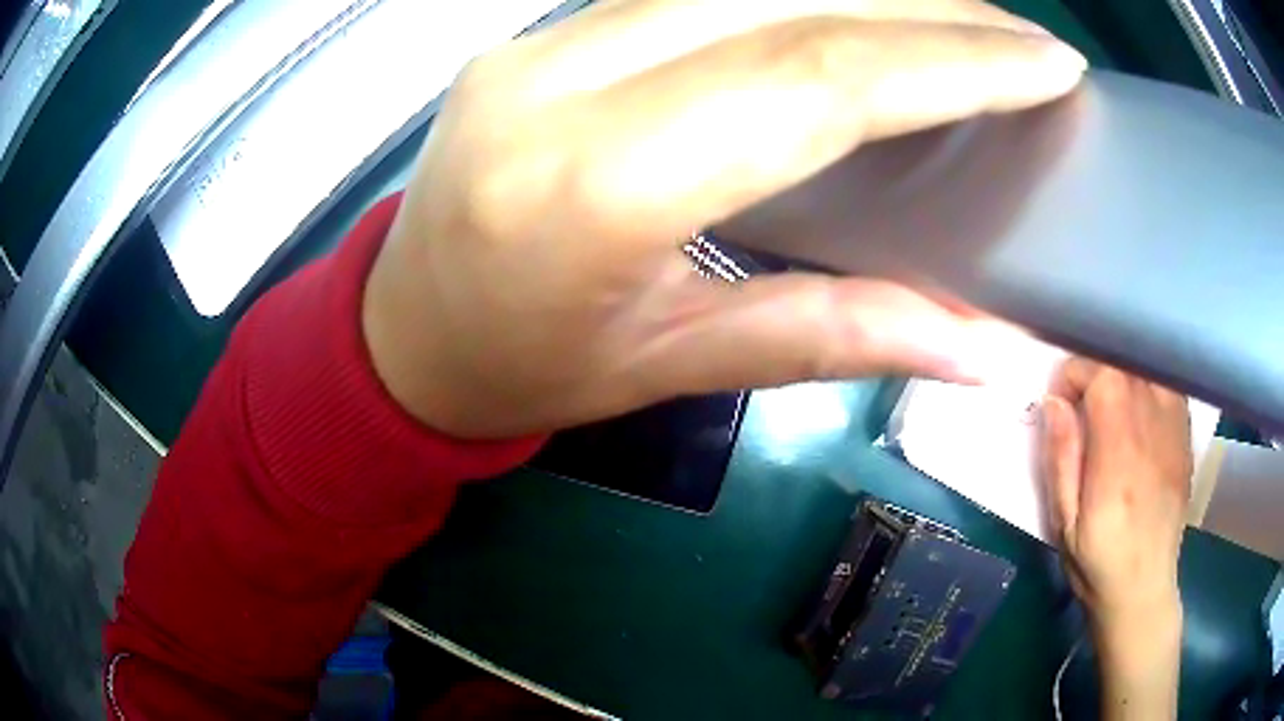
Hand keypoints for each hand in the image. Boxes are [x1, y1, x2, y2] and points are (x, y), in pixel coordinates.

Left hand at [364, 0, 1087, 438]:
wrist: (399, 334)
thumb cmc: (521, 374)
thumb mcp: (675, 370)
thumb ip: (837, 338)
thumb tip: (987, 349)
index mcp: (593, 187)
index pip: (820, 79)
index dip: (955, 59)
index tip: (1047, 61)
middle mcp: (559, 81)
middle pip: (789, 2)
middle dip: (931, 9)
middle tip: (1023, 36)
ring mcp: (538, 42)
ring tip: (966, 21)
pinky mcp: (535, 34)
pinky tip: (859, 9)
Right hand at [1041, 359, 1190, 719]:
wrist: (1144, 589)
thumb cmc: (1097, 562)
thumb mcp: (1064, 522)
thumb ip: (1061, 457)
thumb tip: (1053, 401)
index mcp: (1118, 453)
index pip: (1101, 374)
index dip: (1075, 374)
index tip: (1061, 402)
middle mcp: (1152, 429)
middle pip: (1125, 363)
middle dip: (1096, 371)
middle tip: (1082, 403)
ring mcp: (1175, 430)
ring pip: (1149, 368)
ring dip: (1123, 374)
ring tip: (1111, 405)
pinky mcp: (1186, 436)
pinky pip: (1168, 386)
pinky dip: (1148, 385)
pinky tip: (1139, 411)